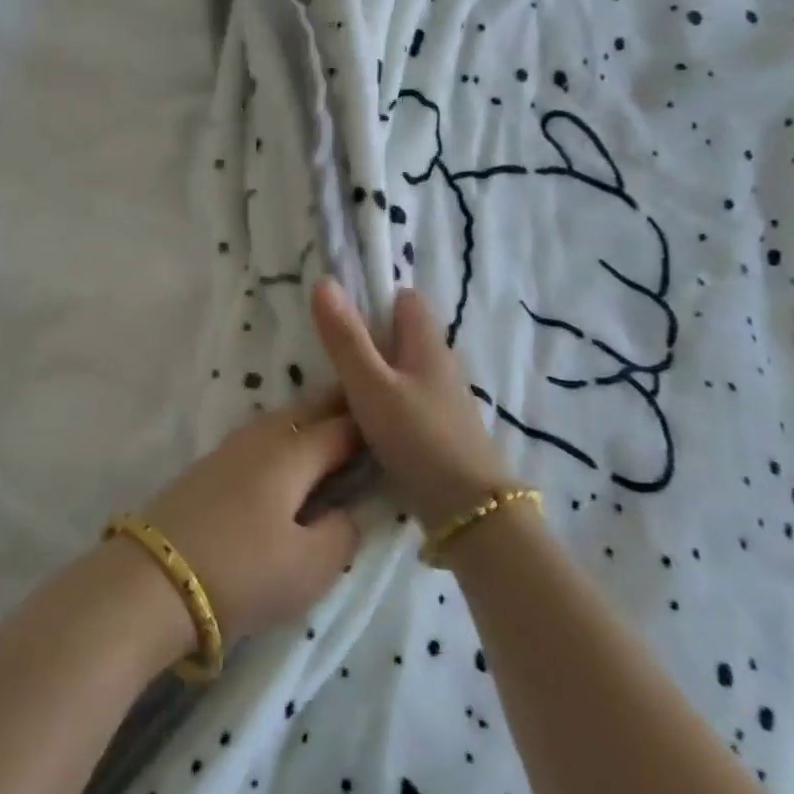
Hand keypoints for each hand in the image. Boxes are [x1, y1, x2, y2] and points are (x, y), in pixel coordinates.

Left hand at [137, 390, 362, 646]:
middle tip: (366, 414)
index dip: (370, 426)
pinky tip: (284, 460)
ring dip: (307, 423)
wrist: (152, 580)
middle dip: (337, 410)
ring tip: (330, 436)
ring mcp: (228, 450)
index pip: (341, 427)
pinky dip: (282, 440)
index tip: (395, 426)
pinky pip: (258, 440)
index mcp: (292, 452)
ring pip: (279, 422)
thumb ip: (342, 532)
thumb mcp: (310, 566)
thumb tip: (348, 511)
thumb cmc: (242, 572)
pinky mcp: (206, 468)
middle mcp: (260, 438)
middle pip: (307, 412)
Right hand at [311, 277, 515, 526]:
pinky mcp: (438, 433)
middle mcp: (439, 367)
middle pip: (401, 338)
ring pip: (401, 374)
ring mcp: (442, 402)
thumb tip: (324, 282)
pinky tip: (359, 423)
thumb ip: (345, 338)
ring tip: (334, 389)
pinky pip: (404, 403)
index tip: (337, 314)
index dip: (374, 299)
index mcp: (427, 345)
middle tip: (325, 354)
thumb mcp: (371, 385)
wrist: (469, 512)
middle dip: (367, 340)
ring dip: (373, 375)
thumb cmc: (418, 438)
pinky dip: (383, 404)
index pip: (404, 301)